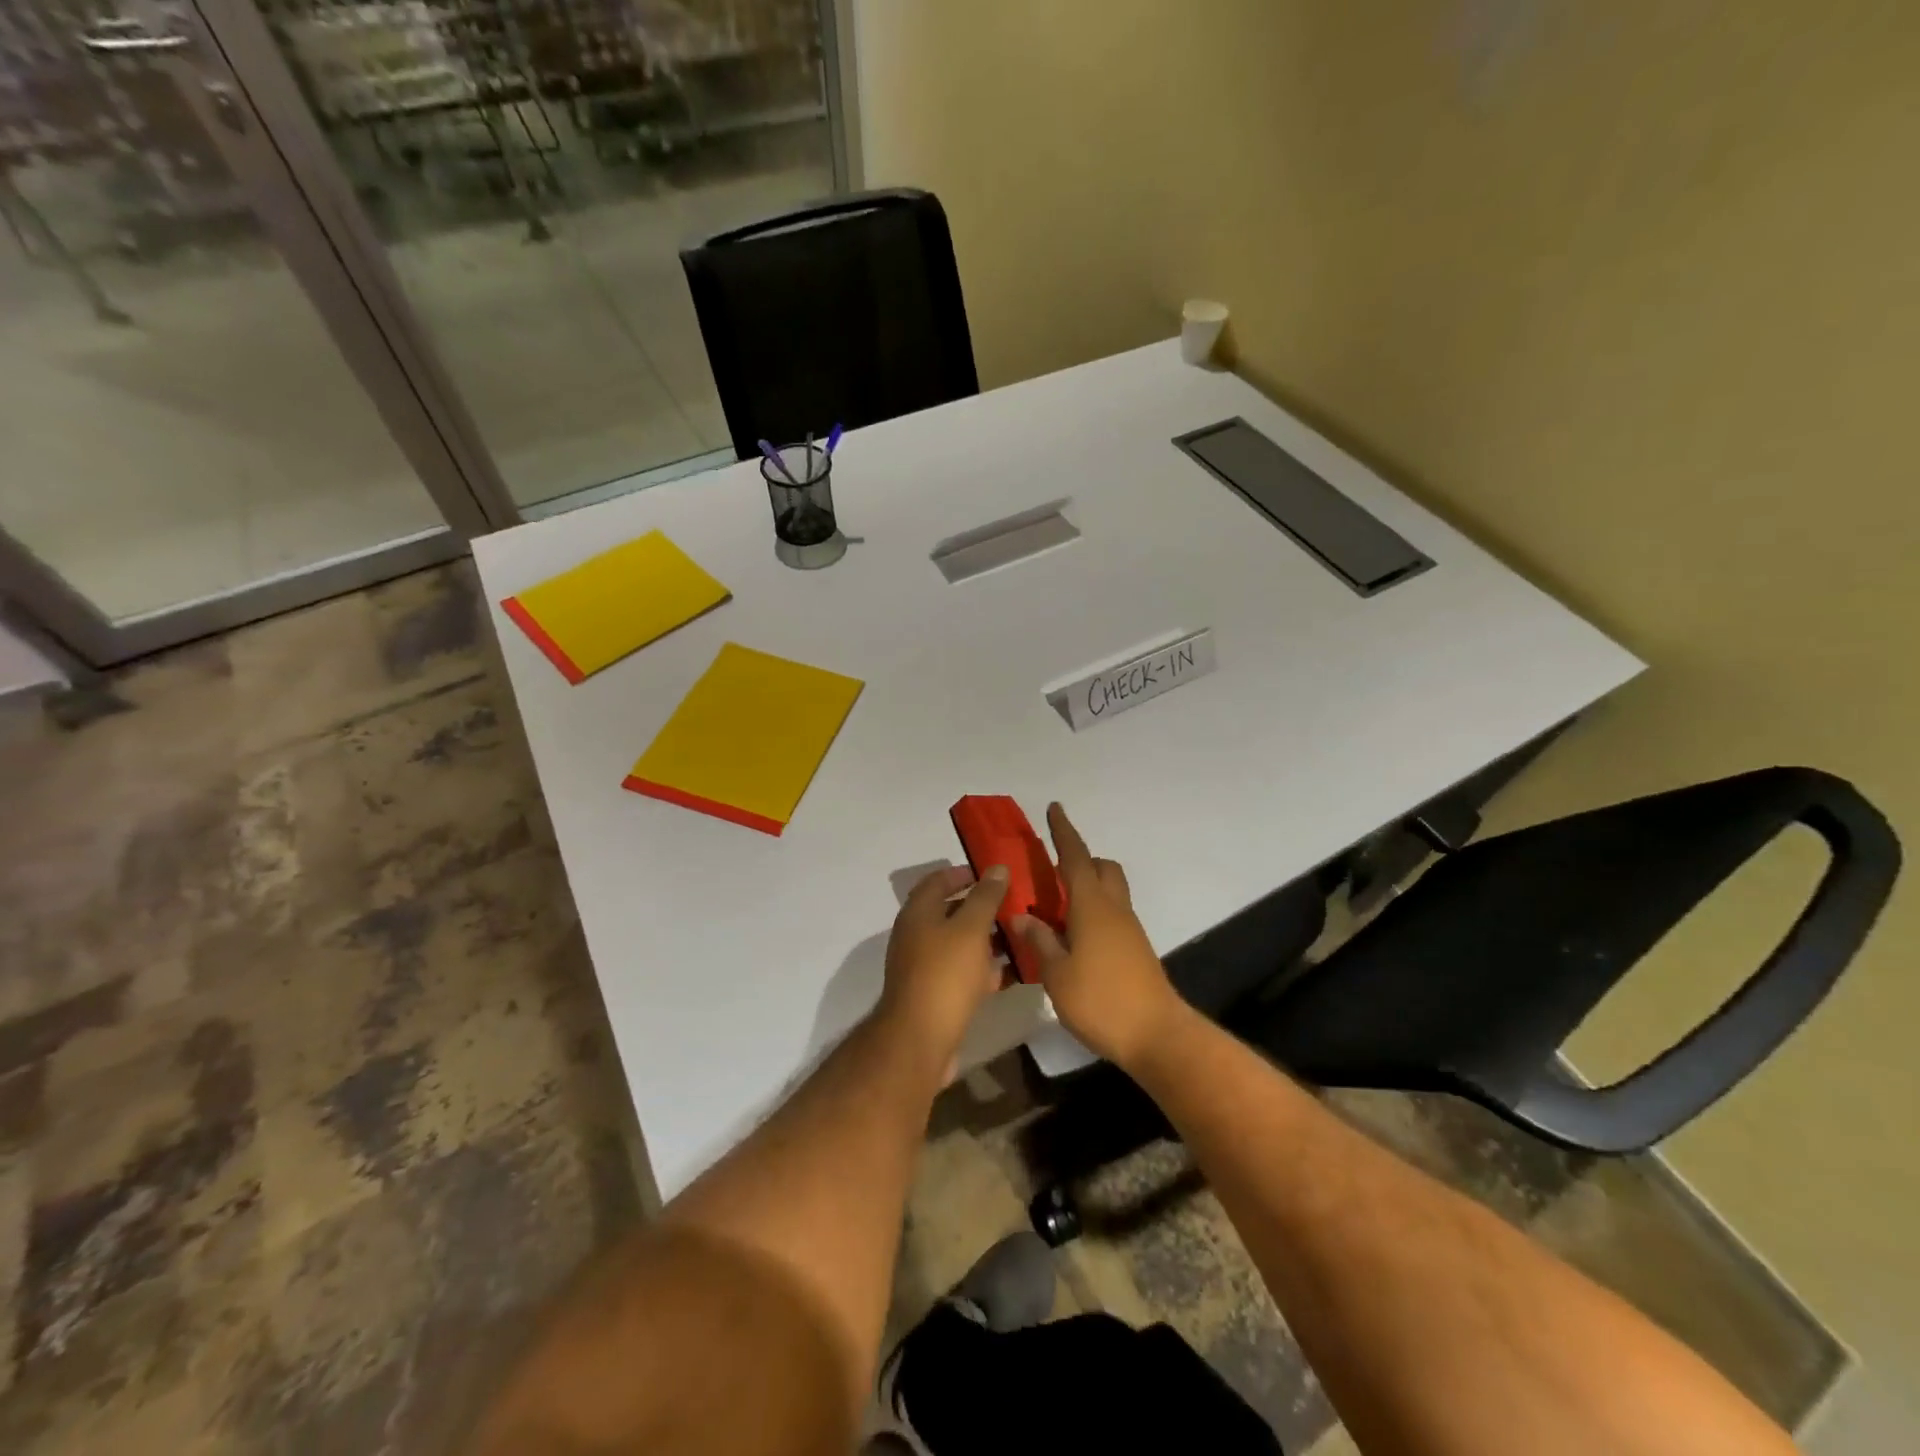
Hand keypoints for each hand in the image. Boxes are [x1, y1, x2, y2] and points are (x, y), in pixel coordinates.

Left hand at [877, 864, 1009, 1071]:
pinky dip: (983, 968)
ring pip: (958, 944)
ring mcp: (924, 967)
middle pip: (948, 912)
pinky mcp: (935, 994)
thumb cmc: (945, 974)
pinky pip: (962, 972)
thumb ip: (985, 897)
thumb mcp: (971, 929)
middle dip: (979, 907)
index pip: (937, 881)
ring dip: (985, 938)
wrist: (920, 1039)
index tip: (991, 874)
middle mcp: (916, 936)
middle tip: (1012, 904)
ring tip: (1018, 935)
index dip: (962, 874)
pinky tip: (1010, 972)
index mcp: (918, 913)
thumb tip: (996, 868)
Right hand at [1013, 804, 1181, 1069]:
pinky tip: (1073, 937)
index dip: (1063, 832)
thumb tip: (1021, 916)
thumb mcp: (1057, 974)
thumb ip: (1039, 941)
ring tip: (1056, 908)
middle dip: (1081, 859)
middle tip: (1052, 870)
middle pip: (1102, 868)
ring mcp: (1129, 929)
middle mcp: (1114, 909)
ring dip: (1088, 887)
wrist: (1157, 1036)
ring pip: (1110, 890)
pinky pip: (1112, 914)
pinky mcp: (1136, 949)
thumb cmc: (1101, 1001)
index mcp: (1092, 906)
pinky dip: (1093, 911)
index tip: (1054, 808)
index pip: (1076, 858)